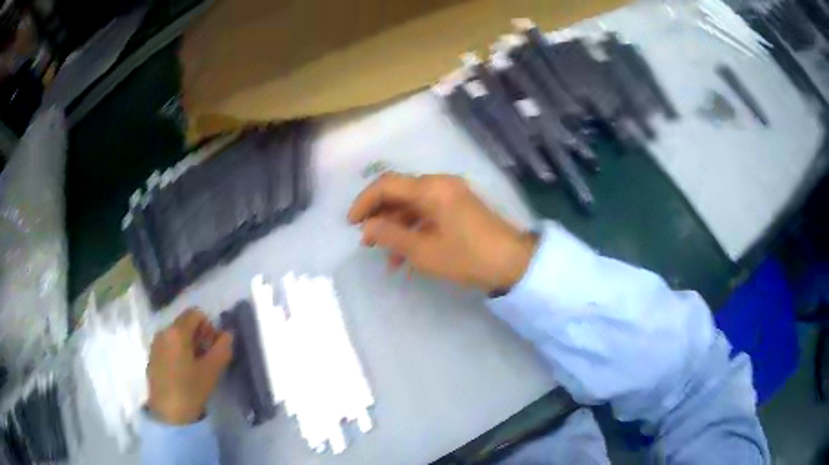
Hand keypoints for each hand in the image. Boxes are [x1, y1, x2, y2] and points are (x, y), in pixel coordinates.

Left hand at [146, 309, 233, 424]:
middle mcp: (163, 331)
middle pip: (185, 323)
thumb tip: (228, 334)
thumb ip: (222, 349)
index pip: (196, 313)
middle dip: (199, 336)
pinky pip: (168, 345)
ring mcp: (155, 344)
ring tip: (196, 368)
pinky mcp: (152, 356)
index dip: (209, 327)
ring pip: (176, 335)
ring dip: (189, 345)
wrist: (168, 414)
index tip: (213, 348)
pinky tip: (183, 373)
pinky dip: (178, 352)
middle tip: (207, 359)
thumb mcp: (212, 371)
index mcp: (177, 332)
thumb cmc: (190, 390)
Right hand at [348, 173, 536, 291]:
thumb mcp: (424, 251)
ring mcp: (451, 196)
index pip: (387, 184)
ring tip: (385, 256)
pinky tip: (406, 257)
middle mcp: (440, 185)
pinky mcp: (458, 209)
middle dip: (379, 217)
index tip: (351, 224)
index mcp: (432, 188)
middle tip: (366, 242)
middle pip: (399, 194)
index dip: (364, 201)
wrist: (513, 263)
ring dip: (396, 228)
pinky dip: (414, 231)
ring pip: (413, 207)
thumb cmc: (467, 257)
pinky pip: (428, 214)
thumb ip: (391, 235)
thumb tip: (367, 227)